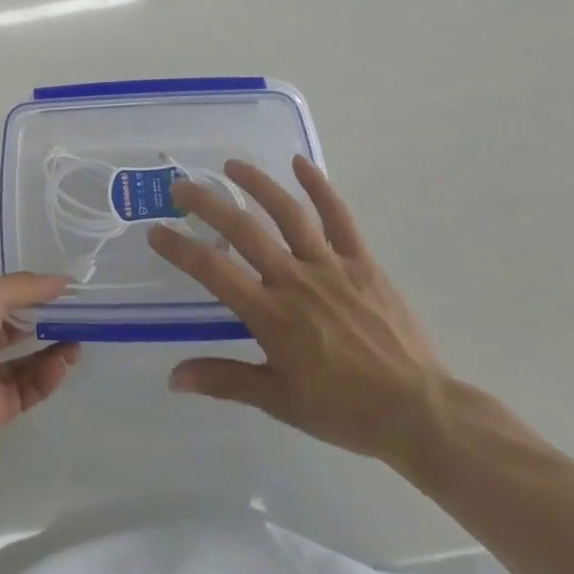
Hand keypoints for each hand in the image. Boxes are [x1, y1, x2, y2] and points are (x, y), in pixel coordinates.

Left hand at [0, 272, 81, 468]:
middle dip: (45, 319)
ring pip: (24, 359)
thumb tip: (64, 281)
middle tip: (77, 317)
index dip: (28, 285)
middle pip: (14, 324)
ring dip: (51, 350)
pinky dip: (45, 378)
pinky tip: (61, 367)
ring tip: (76, 344)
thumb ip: (27, 286)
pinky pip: (26, 389)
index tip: (61, 285)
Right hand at [147, 157, 449, 469]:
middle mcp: (294, 280)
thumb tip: (173, 377)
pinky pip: (339, 217)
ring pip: (287, 213)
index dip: (180, 248)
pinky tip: (300, 162)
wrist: (417, 411)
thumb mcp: (278, 401)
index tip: (156, 232)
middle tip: (180, 188)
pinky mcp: (360, 261)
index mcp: (271, 315)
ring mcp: (330, 266)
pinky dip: (319, 186)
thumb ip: (224, 380)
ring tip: (231, 165)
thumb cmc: (343, 410)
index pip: (213, 271)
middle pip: (243, 231)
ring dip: (256, 184)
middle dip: (206, 204)